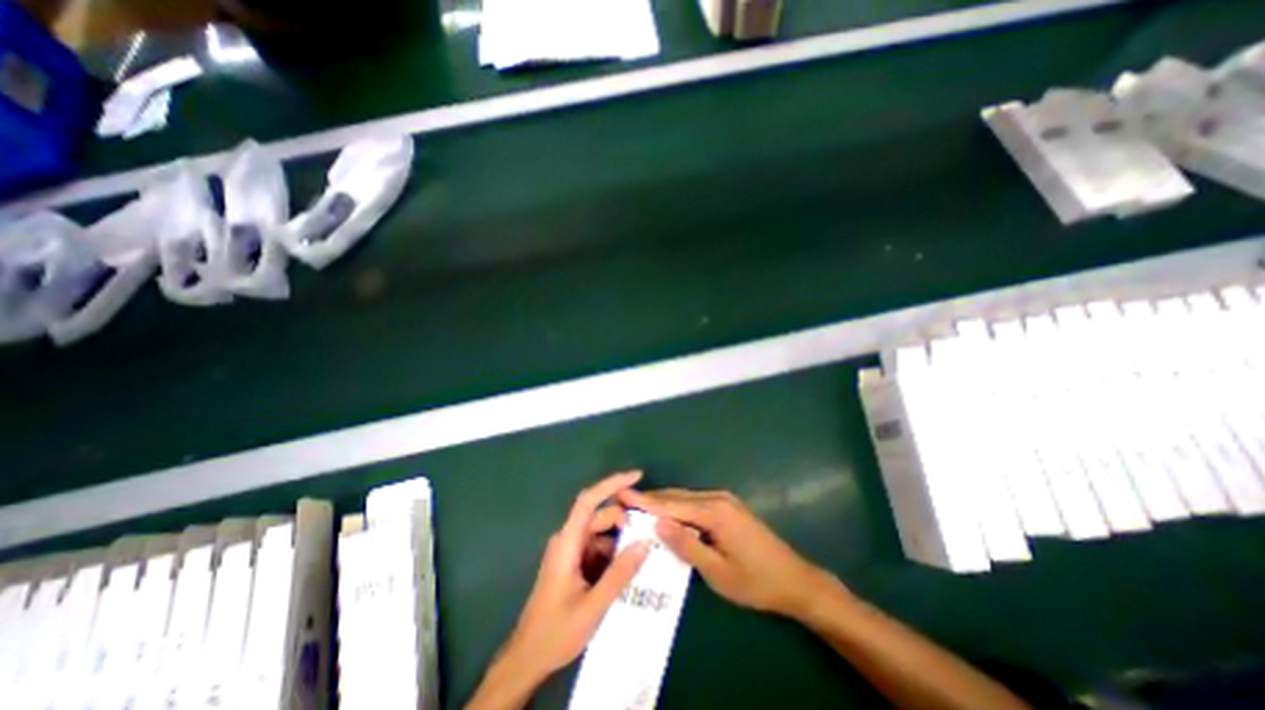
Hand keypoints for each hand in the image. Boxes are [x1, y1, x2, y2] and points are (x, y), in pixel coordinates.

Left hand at [493, 474, 650, 683]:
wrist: (527, 659)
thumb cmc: (556, 631)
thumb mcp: (593, 606)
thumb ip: (620, 574)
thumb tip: (645, 543)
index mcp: (567, 542)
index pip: (588, 500)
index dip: (611, 484)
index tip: (636, 476)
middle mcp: (567, 540)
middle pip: (599, 517)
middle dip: (624, 522)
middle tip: (649, 534)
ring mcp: (569, 551)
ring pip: (600, 534)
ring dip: (619, 542)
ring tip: (641, 558)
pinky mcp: (572, 563)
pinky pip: (596, 548)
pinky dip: (612, 554)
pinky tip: (626, 571)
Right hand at [616, 489, 837, 619]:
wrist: (795, 580)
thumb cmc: (756, 582)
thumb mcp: (718, 572)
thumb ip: (686, 546)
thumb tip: (657, 523)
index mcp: (715, 512)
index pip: (672, 505)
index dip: (645, 501)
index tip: (621, 494)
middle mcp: (718, 499)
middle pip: (677, 497)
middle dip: (651, 499)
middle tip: (624, 501)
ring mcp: (724, 501)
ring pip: (686, 498)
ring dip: (663, 503)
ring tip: (638, 508)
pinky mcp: (728, 507)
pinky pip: (696, 503)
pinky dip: (678, 508)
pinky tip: (667, 515)